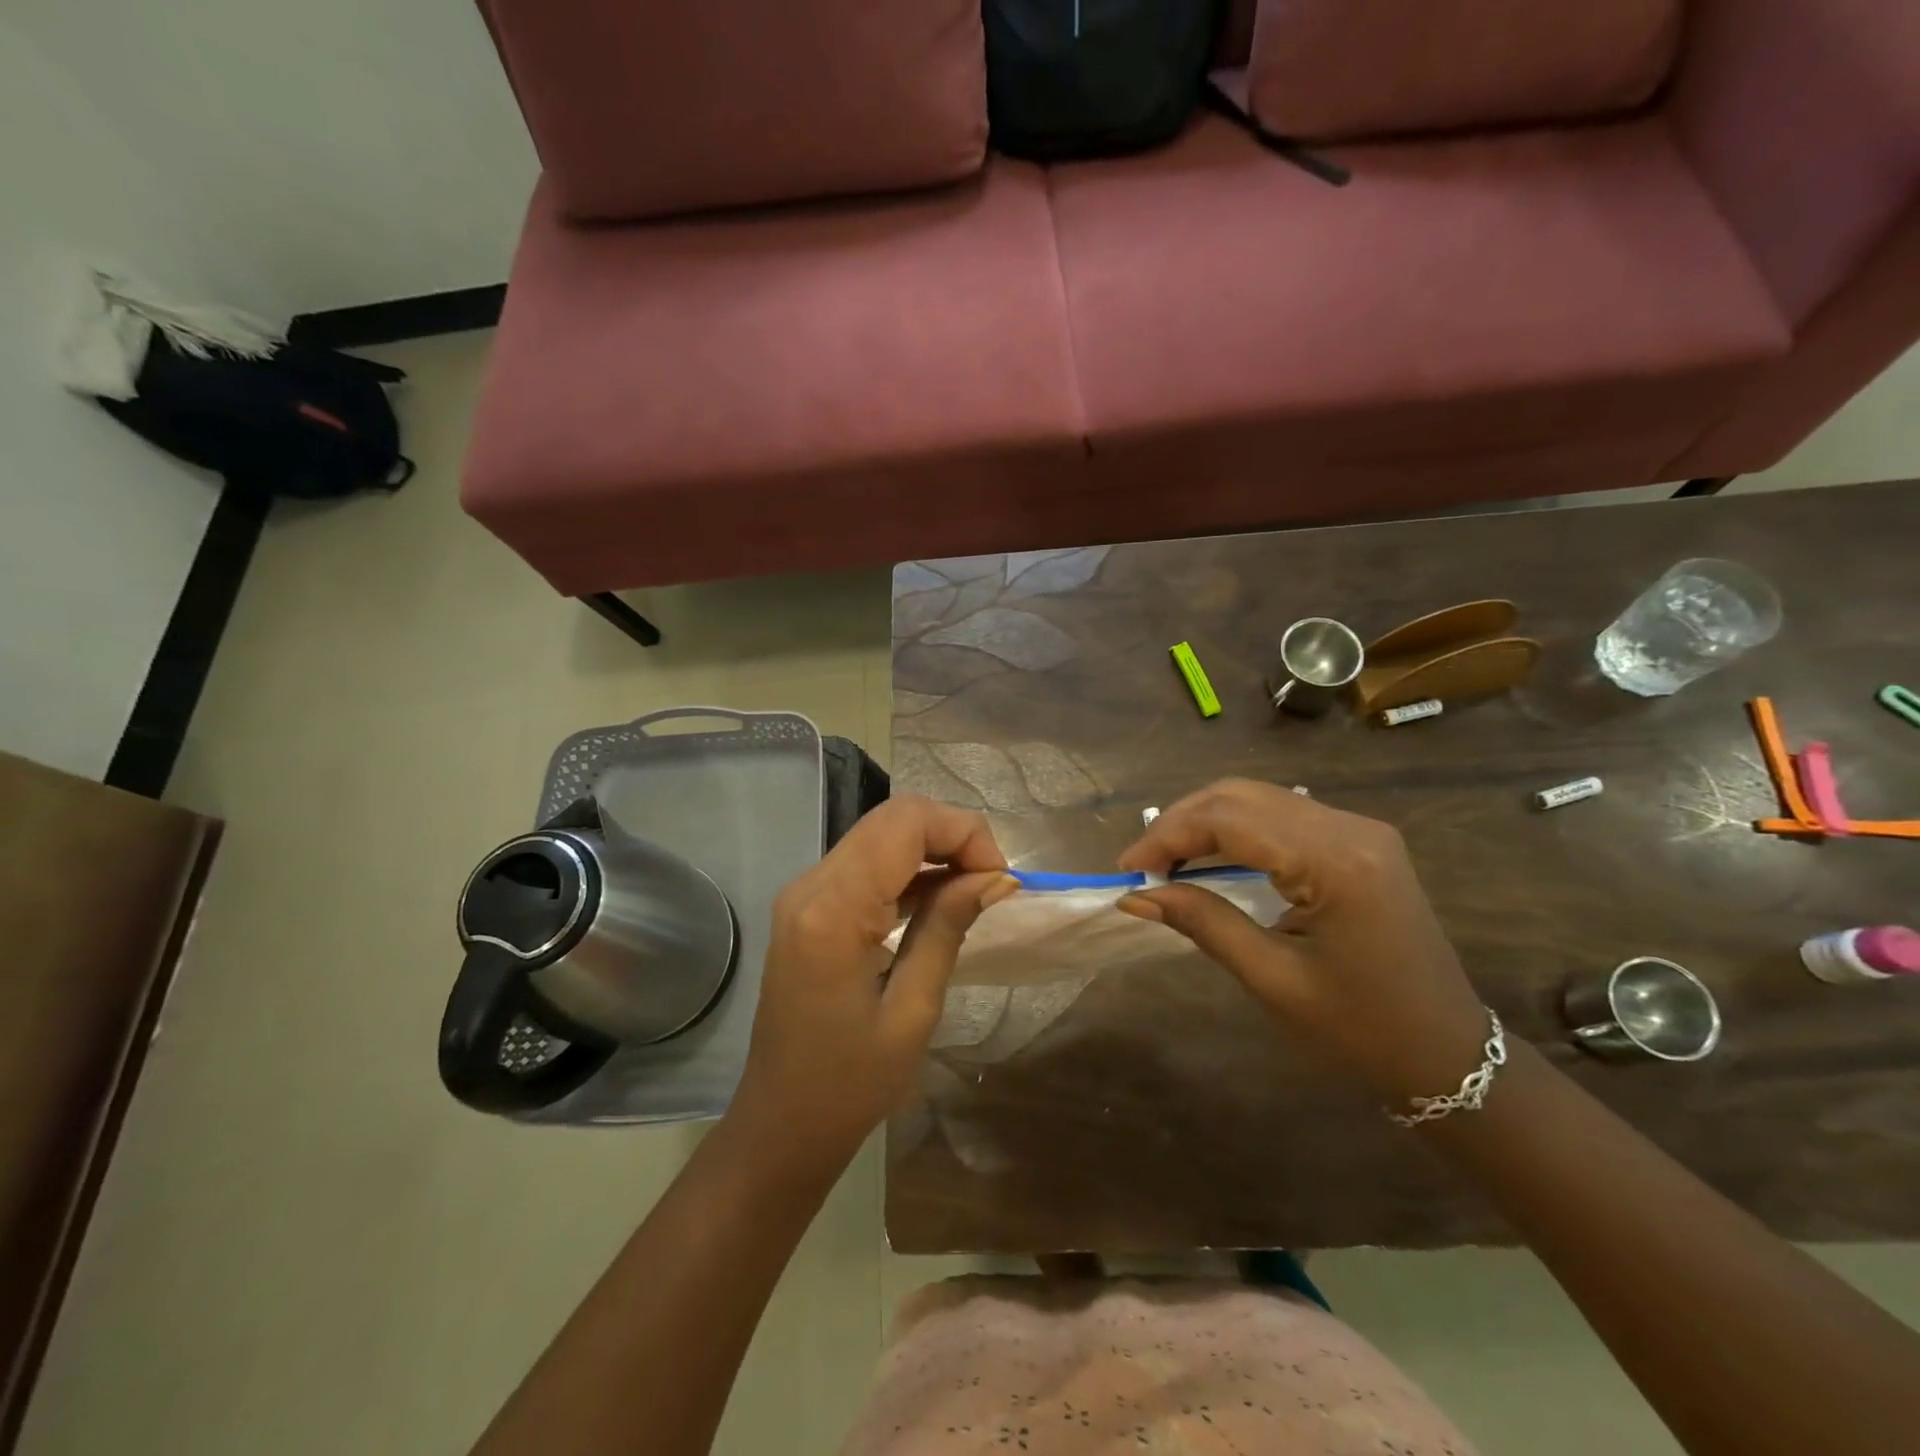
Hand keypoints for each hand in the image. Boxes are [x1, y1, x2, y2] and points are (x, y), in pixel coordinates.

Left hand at [733, 796, 1015, 1167]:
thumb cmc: (850, 1084)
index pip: (905, 823)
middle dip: (952, 836)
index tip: (999, 879)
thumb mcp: (913, 1011)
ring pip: (881, 834)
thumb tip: (996, 877)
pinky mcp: (808, 905)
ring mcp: (804, 892)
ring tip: (973, 892)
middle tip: (991, 884)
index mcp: (833, 910)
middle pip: (892, 818)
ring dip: (933, 849)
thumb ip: (948, 928)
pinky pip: (866, 863)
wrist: (781, 1124)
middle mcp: (811, 884)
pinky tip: (938, 900)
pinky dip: (908, 868)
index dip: (963, 832)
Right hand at [1117, 779, 1489, 1105]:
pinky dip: (1235, 828)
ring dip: (1204, 821)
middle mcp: (1351, 828)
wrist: (1446, 1053)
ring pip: (1258, 798)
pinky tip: (1210, 855)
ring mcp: (1359, 829)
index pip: (1231, 821)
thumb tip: (1137, 896)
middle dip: (1181, 822)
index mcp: (1337, 863)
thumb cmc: (1360, 1030)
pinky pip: (1281, 815)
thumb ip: (1204, 923)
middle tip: (1142, 864)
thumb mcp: (1273, 979)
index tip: (1127, 869)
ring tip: (1166, 860)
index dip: (1169, 836)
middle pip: (1242, 796)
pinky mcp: (1358, 839)